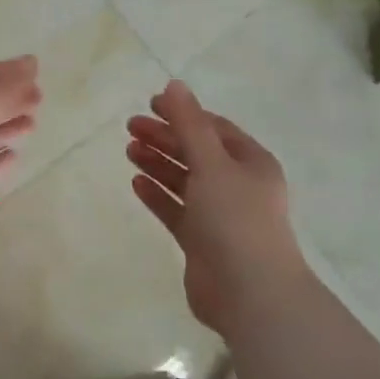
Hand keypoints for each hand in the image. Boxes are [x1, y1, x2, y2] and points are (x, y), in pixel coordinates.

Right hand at [126, 80, 310, 335]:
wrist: (250, 294)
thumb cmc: (235, 219)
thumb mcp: (212, 163)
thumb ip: (190, 124)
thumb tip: (174, 84)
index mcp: (251, 163)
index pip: (215, 128)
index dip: (185, 114)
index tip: (152, 104)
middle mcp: (238, 186)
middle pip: (197, 152)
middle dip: (165, 137)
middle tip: (130, 126)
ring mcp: (220, 215)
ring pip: (184, 181)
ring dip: (159, 163)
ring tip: (128, 149)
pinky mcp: (202, 242)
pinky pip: (176, 210)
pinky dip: (158, 195)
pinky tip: (136, 182)